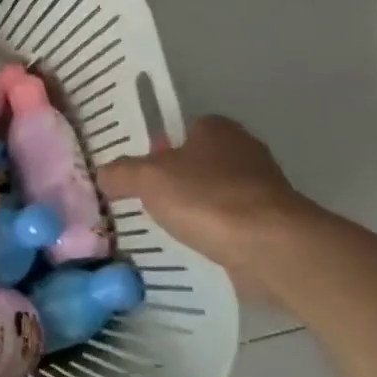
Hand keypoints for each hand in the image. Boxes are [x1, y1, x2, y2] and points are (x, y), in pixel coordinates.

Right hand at [97, 116, 309, 277]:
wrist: (272, 248)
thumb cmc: (207, 199)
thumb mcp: (147, 178)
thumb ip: (120, 173)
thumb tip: (104, 175)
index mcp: (216, 128)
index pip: (179, 129)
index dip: (155, 147)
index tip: (136, 170)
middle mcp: (242, 150)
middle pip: (195, 162)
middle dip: (173, 180)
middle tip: (141, 200)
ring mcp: (261, 189)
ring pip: (212, 194)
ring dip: (192, 209)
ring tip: (161, 228)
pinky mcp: (271, 224)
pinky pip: (228, 224)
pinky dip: (211, 233)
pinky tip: (190, 247)